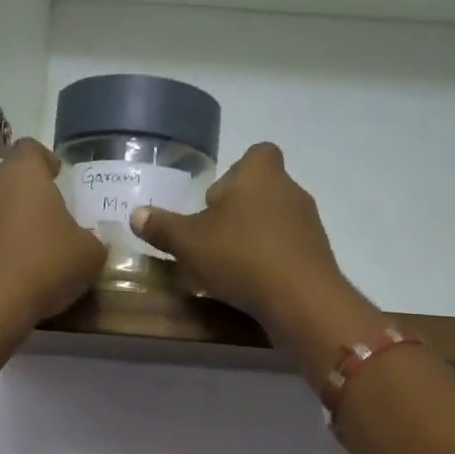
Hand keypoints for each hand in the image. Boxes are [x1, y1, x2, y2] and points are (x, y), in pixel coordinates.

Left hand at [0, 139, 103, 329]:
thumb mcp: (88, 255)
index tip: (58, 175)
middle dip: (29, 197)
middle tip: (51, 220)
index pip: (32, 149)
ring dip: (10, 224)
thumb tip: (88, 243)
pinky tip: (11, 273)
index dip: (46, 160)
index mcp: (22, 174)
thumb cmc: (44, 265)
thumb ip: (92, 241)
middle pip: (10, 180)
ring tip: (31, 251)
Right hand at [129, 143, 353, 334]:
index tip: (214, 201)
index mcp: (260, 174)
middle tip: (212, 238)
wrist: (300, 298)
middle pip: (263, 190)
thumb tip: (136, 214)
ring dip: (254, 237)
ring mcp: (309, 224)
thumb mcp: (188, 243)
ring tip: (229, 265)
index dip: (235, 173)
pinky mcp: (318, 256)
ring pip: (276, 221)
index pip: (256, 154)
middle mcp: (290, 191)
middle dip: (238, 211)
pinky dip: (271, 261)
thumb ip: (162, 227)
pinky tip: (252, 283)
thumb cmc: (240, 256)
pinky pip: (288, 249)